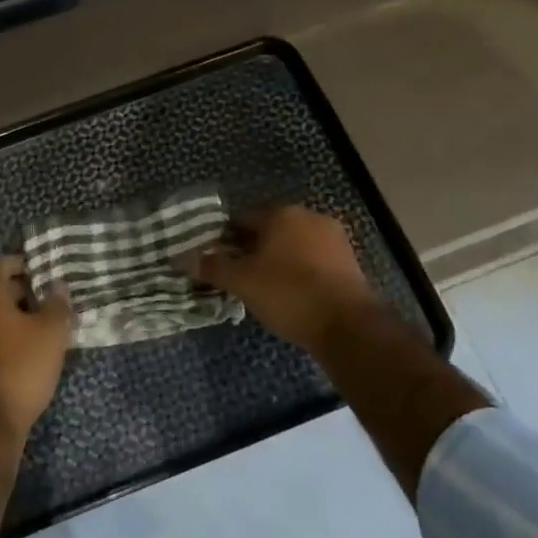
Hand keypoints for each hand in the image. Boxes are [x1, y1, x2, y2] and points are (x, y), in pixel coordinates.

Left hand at [0, 257, 70, 437]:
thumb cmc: (19, 367)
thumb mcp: (51, 334)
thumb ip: (57, 304)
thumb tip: (58, 287)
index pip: (3, 263)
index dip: (27, 267)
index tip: (47, 278)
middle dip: (19, 293)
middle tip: (47, 305)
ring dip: (6, 317)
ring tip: (36, 330)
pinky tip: (17, 351)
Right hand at [189, 206, 378, 351]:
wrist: (348, 324)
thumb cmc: (288, 294)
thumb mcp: (242, 282)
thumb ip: (214, 267)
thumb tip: (189, 259)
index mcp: (281, 213)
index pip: (241, 219)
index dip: (224, 239)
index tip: (216, 261)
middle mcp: (308, 216)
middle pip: (269, 229)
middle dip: (251, 249)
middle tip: (237, 276)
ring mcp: (333, 237)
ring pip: (292, 244)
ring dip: (276, 260)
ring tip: (263, 288)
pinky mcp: (348, 260)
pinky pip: (312, 259)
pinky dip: (298, 271)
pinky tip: (290, 294)